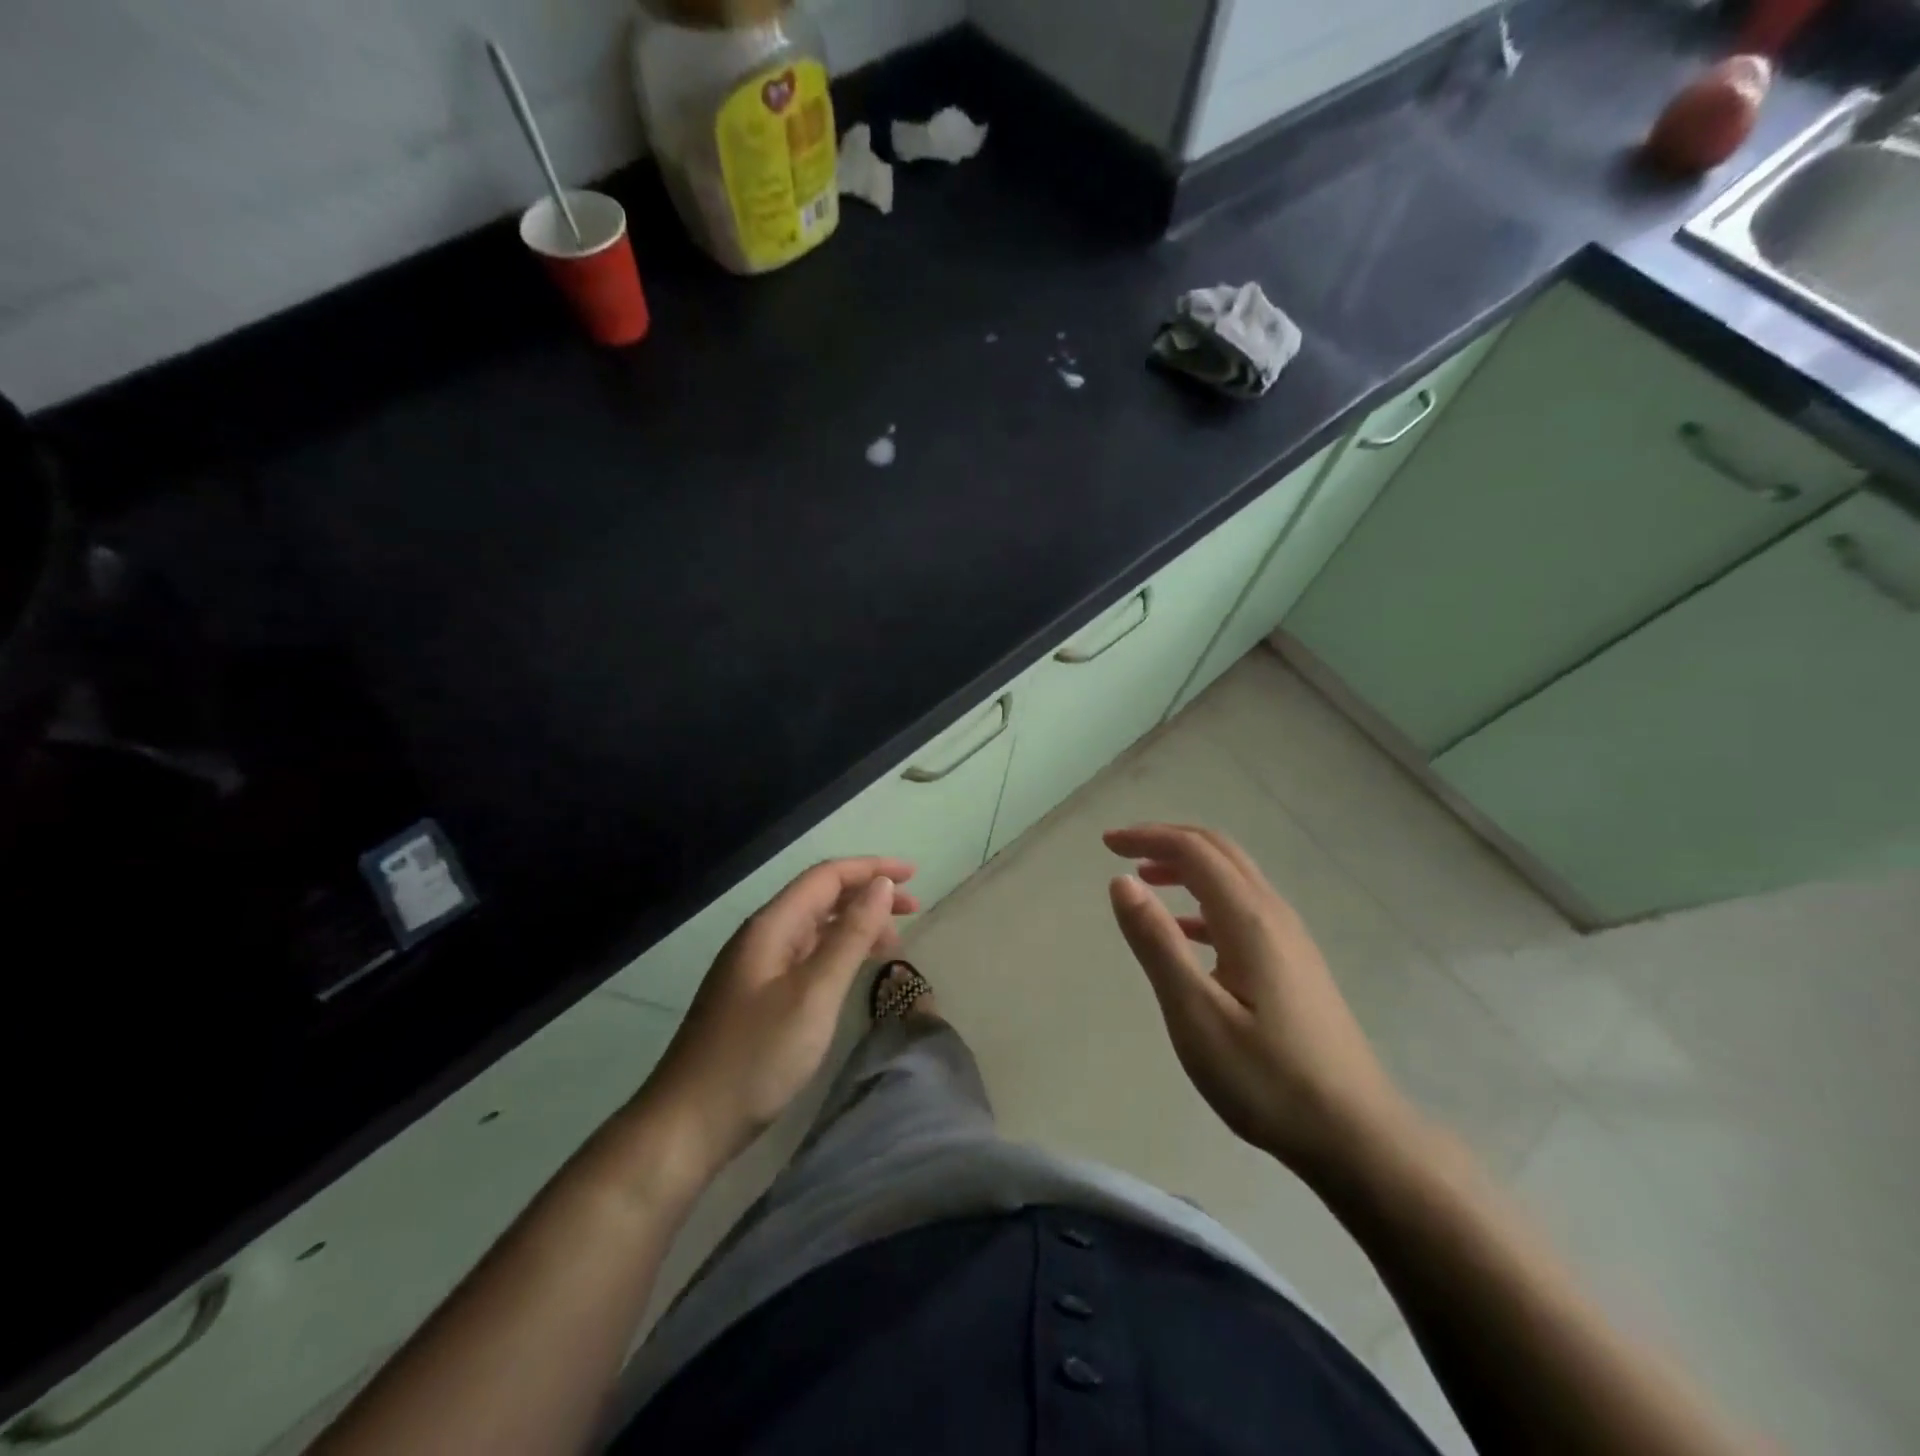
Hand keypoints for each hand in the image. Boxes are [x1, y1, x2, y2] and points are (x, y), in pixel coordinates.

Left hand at [645, 857, 918, 1178]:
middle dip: (867, 895)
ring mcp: (755, 968)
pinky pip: (805, 956)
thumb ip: (850, 937)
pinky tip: (853, 971)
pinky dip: (837, 952)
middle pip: (820, 897)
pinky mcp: (755, 997)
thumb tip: (881, 886)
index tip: (914, 875)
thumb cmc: (756, 1057)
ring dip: (854, 925)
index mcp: (771, 926)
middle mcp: (762, 937)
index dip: (872, 869)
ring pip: (814, 928)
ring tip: (893, 943)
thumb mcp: (814, 994)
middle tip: (914, 910)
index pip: (826, 876)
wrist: (686, 1125)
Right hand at [1105, 824, 1415, 1181]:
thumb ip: (1157, 943)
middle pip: (1219, 851)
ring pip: (1234, 878)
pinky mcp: (1295, 964)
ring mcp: (1291, 939)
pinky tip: (1186, 933)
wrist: (1357, 1136)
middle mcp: (1273, 915)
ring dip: (1187, 867)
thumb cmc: (1267, 1079)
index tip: (1106, 845)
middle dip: (1167, 841)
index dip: (1147, 837)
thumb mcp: (1196, 1015)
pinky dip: (1205, 901)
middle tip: (1122, 851)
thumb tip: (1122, 881)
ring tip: (1146, 883)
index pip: (1193, 851)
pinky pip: (1243, 909)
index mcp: (1249, 919)